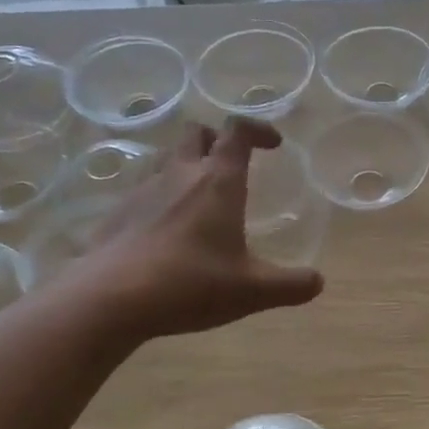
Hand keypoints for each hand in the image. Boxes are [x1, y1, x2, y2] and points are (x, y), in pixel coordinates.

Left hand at [62, 120, 323, 337]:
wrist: (110, 298)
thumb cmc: (190, 283)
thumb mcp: (252, 291)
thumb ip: (291, 285)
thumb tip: (317, 282)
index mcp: (218, 181)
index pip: (238, 132)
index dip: (258, 129)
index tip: (273, 145)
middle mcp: (180, 174)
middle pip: (197, 133)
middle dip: (217, 140)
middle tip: (232, 165)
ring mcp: (143, 190)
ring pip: (166, 157)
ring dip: (186, 163)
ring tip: (199, 193)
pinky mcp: (118, 212)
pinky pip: (143, 188)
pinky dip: (161, 195)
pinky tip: (166, 227)